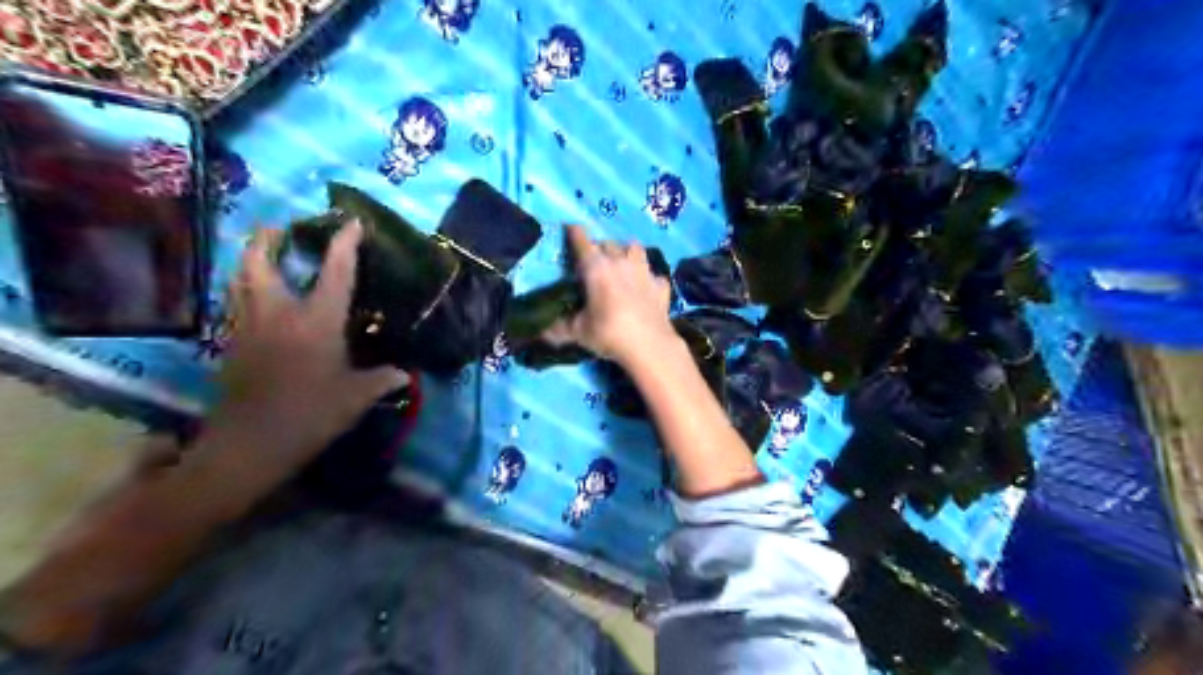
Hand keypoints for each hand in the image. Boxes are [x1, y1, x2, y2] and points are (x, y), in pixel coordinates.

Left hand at [207, 220, 409, 479]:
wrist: (250, 444)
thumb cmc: (310, 414)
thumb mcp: (356, 397)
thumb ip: (382, 380)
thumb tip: (404, 374)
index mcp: (316, 321)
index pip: (335, 273)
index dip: (345, 244)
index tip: (352, 222)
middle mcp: (278, 313)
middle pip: (262, 262)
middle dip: (269, 238)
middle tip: (280, 229)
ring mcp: (248, 326)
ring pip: (240, 278)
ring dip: (251, 259)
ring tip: (264, 252)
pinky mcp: (231, 343)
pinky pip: (234, 302)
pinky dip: (243, 288)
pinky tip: (255, 296)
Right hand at [544, 224, 675, 362]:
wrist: (649, 345)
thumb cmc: (609, 333)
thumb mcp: (579, 332)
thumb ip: (560, 328)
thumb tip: (542, 331)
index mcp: (596, 268)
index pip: (582, 240)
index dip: (574, 232)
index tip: (570, 228)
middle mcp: (620, 262)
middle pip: (608, 243)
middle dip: (599, 248)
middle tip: (594, 261)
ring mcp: (644, 271)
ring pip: (635, 249)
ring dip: (626, 252)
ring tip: (622, 264)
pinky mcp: (661, 285)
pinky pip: (653, 274)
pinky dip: (648, 279)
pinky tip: (645, 288)